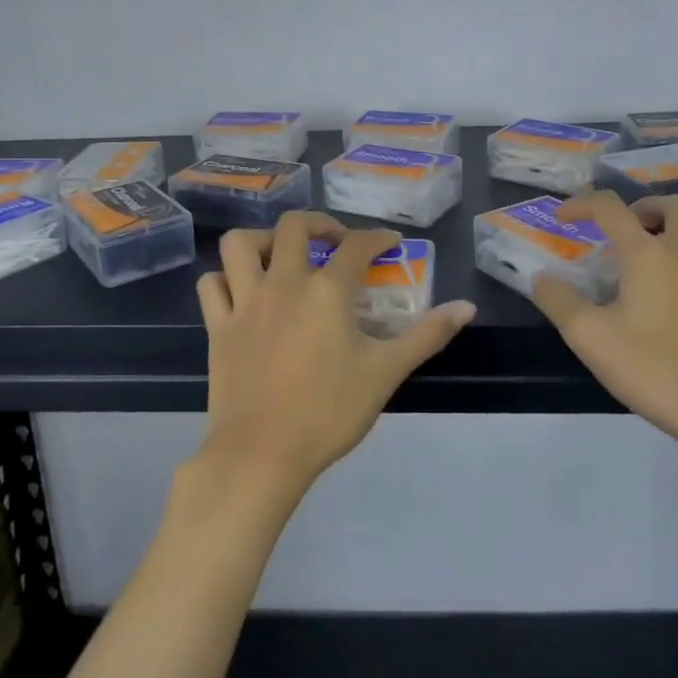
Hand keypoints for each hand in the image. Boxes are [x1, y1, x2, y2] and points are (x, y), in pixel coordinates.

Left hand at [194, 211, 476, 496]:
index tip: (390, 243)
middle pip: (293, 227)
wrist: (262, 454)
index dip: (377, 238)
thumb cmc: (328, 412)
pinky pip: (211, 285)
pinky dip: (224, 279)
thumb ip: (427, 335)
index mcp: (326, 291)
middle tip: (334, 240)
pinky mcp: (218, 327)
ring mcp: (245, 302)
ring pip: (238, 245)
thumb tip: (467, 307)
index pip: (357, 246)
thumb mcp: (386, 372)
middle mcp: (283, 283)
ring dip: (261, 240)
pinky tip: (240, 290)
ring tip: (279, 255)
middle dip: (318, 224)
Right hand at [531, 191, 677, 460]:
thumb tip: (542, 278)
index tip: (560, 220)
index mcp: (648, 254)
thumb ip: (559, 301)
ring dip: (672, 229)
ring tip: (646, 256)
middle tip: (621, 229)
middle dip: (644, 206)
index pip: (610, 207)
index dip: (580, 205)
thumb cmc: (654, 368)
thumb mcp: (589, 337)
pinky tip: (665, 296)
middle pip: (675, 205)